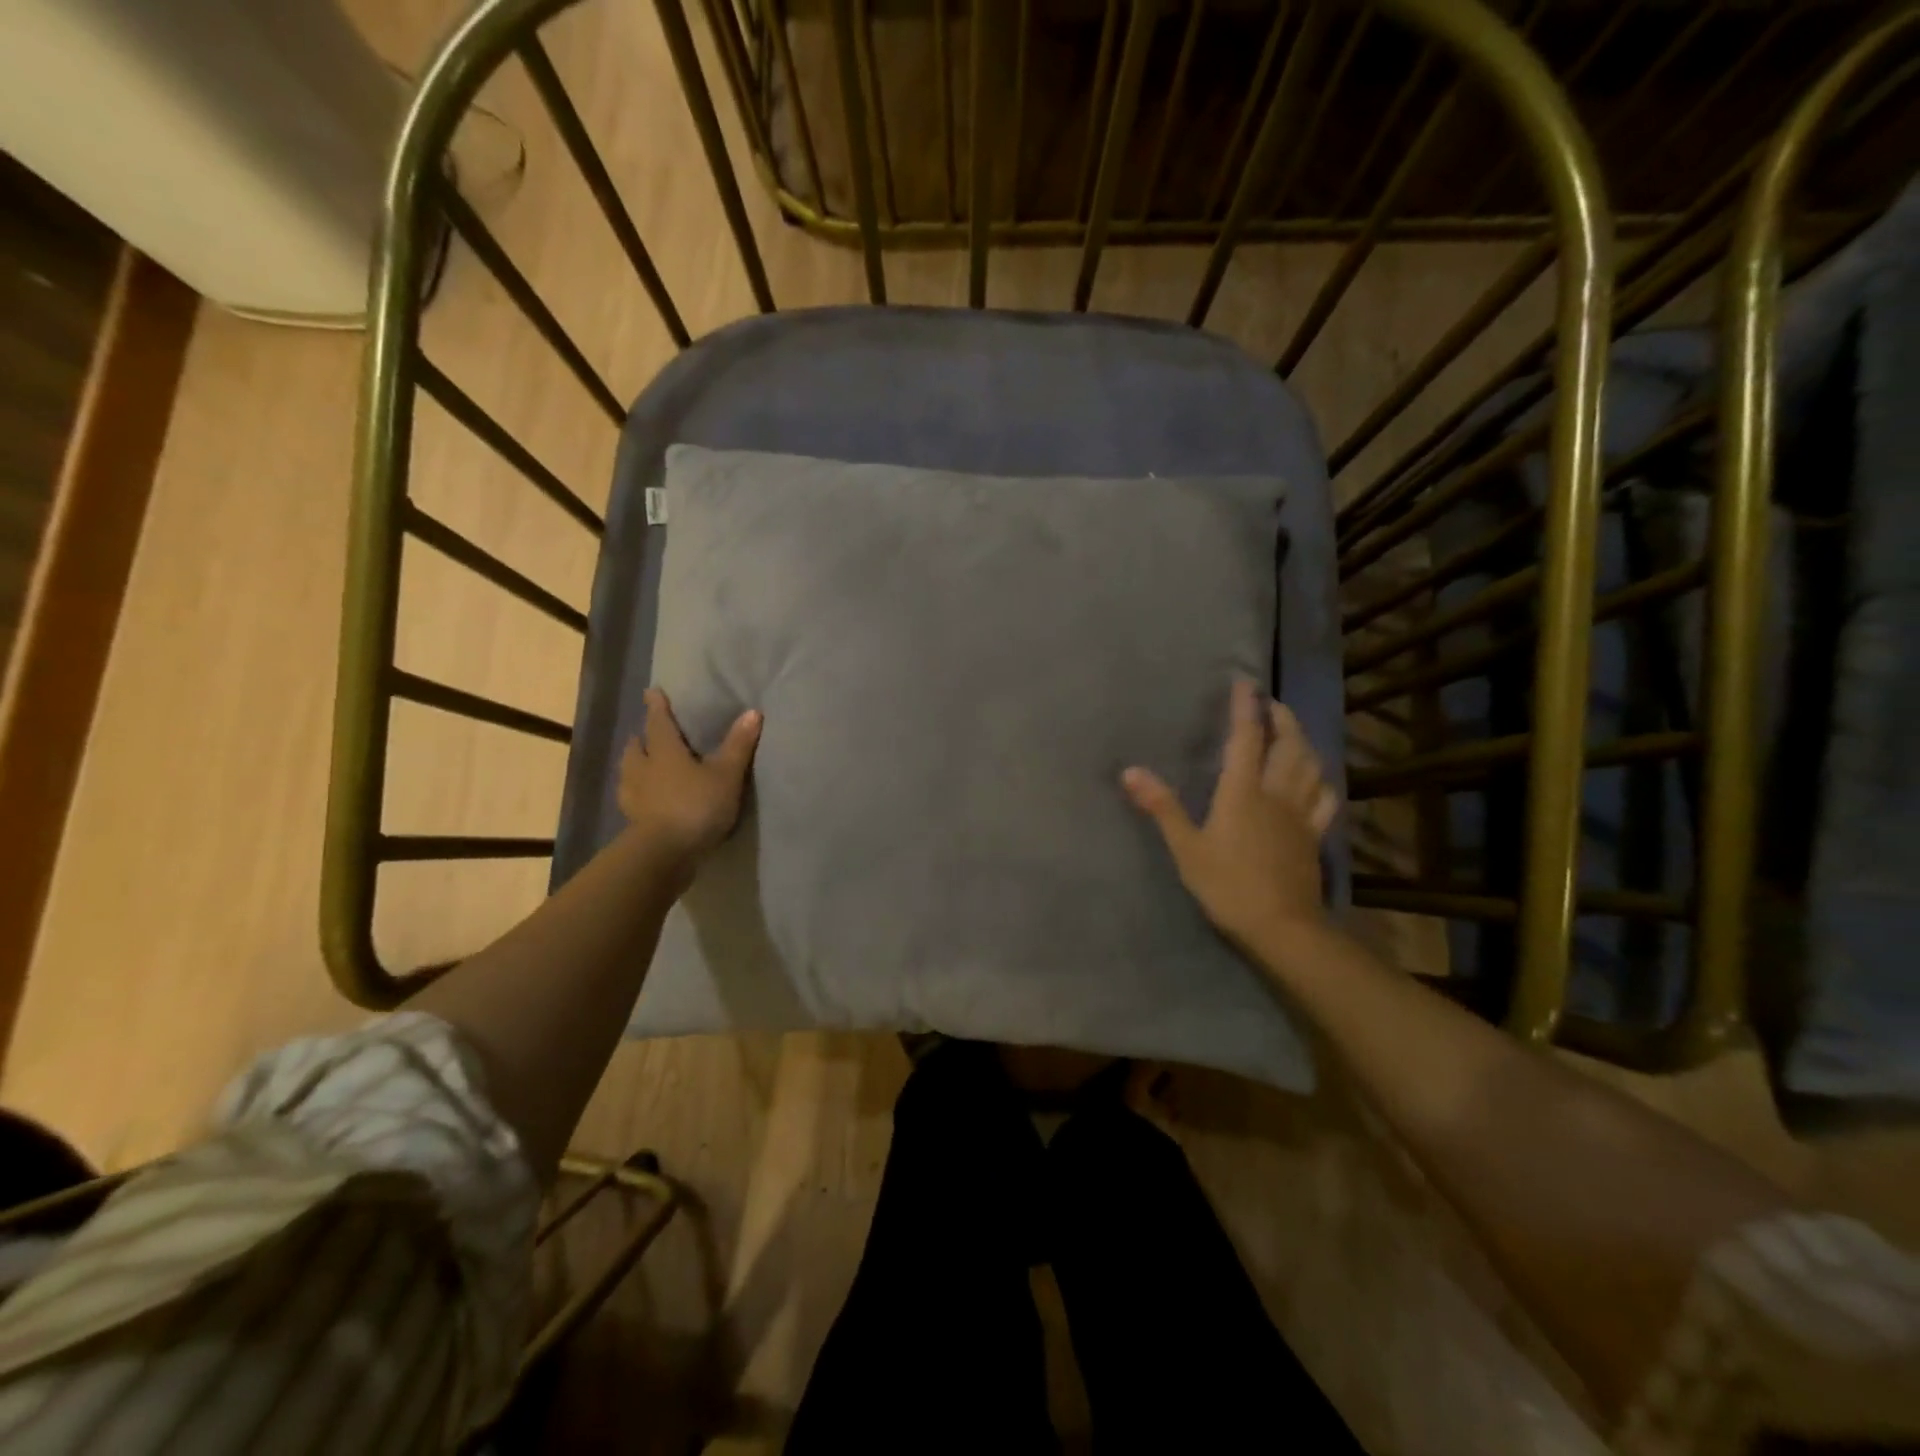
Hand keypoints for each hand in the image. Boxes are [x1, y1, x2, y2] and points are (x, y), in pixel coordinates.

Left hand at [618, 688, 760, 879]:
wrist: (665, 854)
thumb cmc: (696, 806)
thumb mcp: (726, 775)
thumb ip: (738, 745)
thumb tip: (753, 712)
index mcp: (664, 751)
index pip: (658, 722)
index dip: (657, 706)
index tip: (651, 692)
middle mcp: (642, 769)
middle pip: (637, 747)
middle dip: (642, 739)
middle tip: (647, 734)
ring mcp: (633, 797)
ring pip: (629, 773)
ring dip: (635, 766)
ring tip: (644, 766)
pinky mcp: (633, 822)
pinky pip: (633, 799)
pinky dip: (638, 794)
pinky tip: (646, 801)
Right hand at [1122, 678, 1337, 951]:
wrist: (1281, 927)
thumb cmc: (1227, 885)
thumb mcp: (1186, 848)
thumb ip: (1161, 807)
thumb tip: (1129, 771)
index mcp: (1242, 792)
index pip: (1246, 738)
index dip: (1245, 708)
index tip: (1245, 682)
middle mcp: (1276, 793)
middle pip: (1288, 744)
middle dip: (1281, 717)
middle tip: (1270, 703)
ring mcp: (1300, 814)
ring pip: (1311, 766)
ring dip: (1303, 741)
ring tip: (1293, 732)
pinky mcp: (1313, 836)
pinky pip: (1325, 799)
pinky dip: (1322, 780)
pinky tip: (1318, 778)